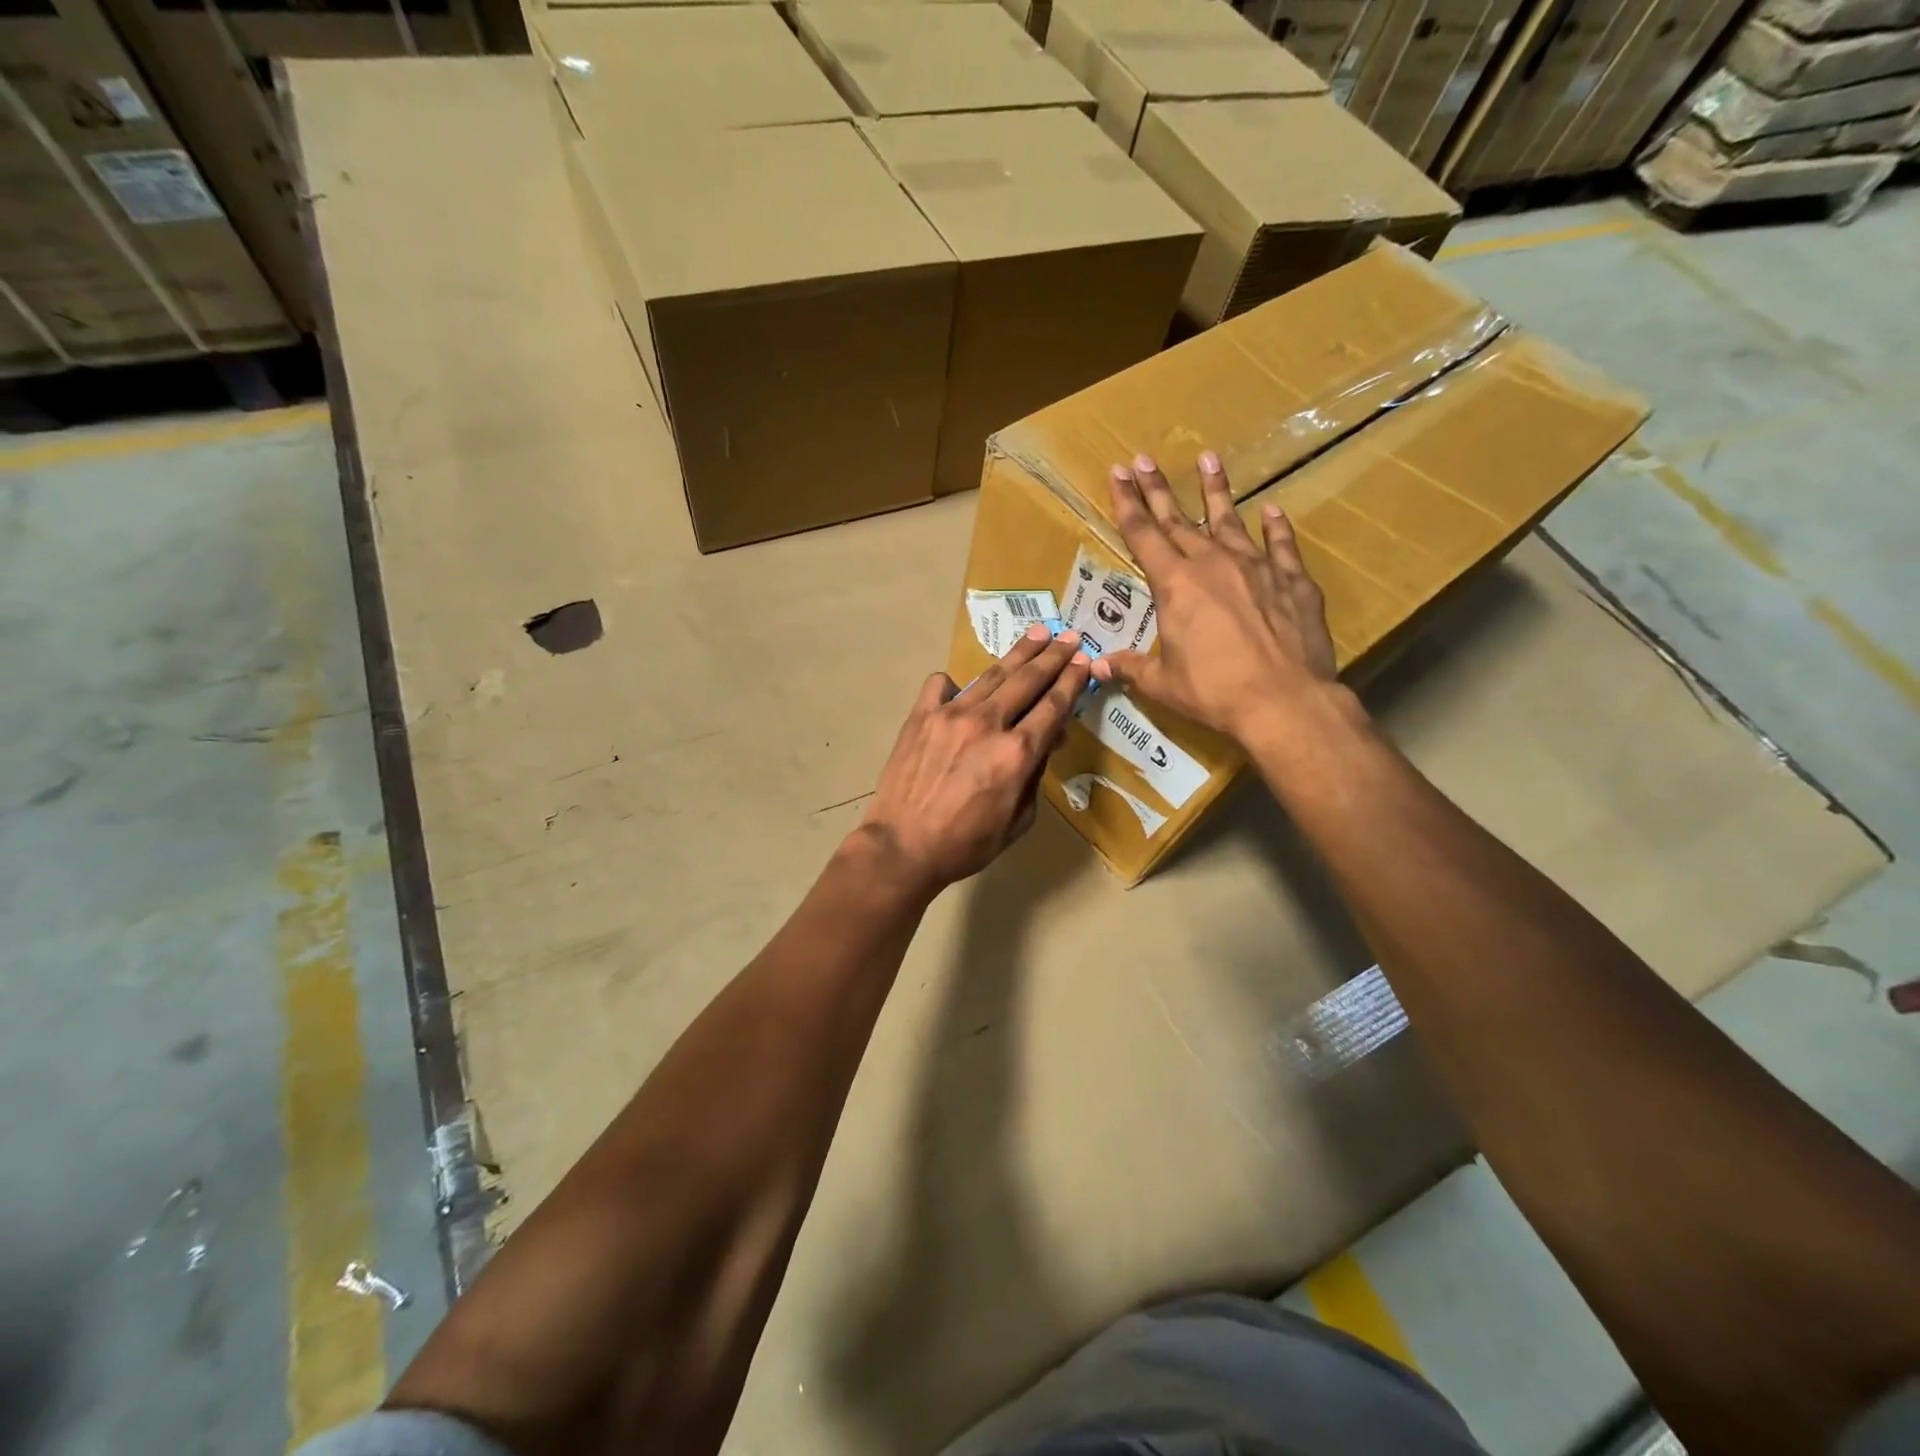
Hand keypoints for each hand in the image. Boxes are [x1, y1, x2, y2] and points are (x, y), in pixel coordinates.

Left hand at [857, 625, 1091, 893]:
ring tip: (1036, 635)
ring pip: (992, 675)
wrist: (902, 847)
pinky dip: (957, 682)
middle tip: (1068, 636)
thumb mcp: (1018, 821)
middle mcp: (988, 723)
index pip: (1053, 706)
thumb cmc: (965, 844)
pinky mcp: (920, 716)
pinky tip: (963, 688)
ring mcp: (950, 714)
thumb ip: (1035, 777)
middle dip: (1053, 656)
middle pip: (1028, 680)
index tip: (1084, 661)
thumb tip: (1044, 742)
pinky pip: (941, 685)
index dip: (1072, 681)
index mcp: (1017, 753)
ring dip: (1018, 654)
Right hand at [1093, 452, 1348, 746]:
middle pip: (1178, 520)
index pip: (1142, 535)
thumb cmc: (1214, 692)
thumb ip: (1130, 667)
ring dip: (1216, 490)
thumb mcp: (1162, 684)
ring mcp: (1256, 567)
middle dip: (1157, 489)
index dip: (1127, 503)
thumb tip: (1097, 665)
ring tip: (1209, 459)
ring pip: (1230, 519)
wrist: (1284, 701)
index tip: (1118, 473)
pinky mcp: (1292, 580)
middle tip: (1143, 459)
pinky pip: (1281, 545)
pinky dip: (1276, 526)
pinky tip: (1272, 510)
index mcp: (1174, 585)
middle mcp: (1212, 564)